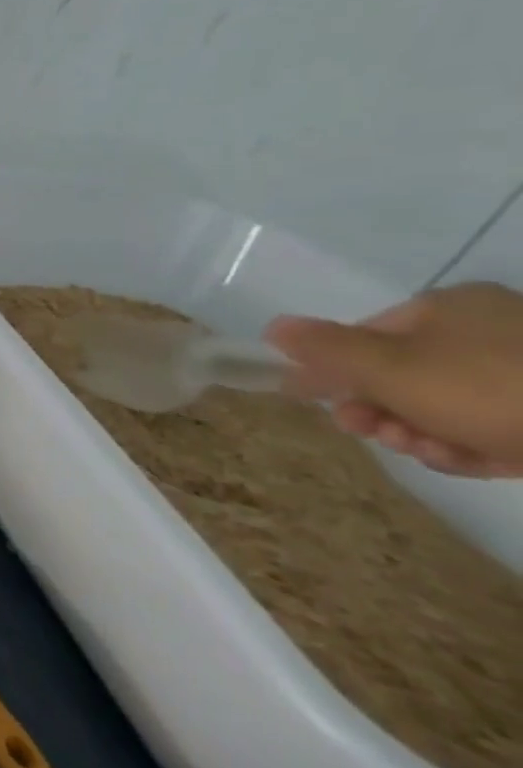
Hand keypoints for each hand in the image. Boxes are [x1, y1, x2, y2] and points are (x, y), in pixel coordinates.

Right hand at [265, 282, 522, 477]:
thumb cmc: (489, 389)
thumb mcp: (387, 367)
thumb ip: (323, 348)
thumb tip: (274, 327)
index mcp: (447, 308)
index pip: (364, 335)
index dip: (333, 369)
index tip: (315, 402)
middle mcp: (489, 329)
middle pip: (403, 372)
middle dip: (377, 408)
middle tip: (368, 433)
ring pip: (445, 403)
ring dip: (418, 430)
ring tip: (423, 451)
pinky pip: (493, 423)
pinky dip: (468, 443)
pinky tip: (463, 459)